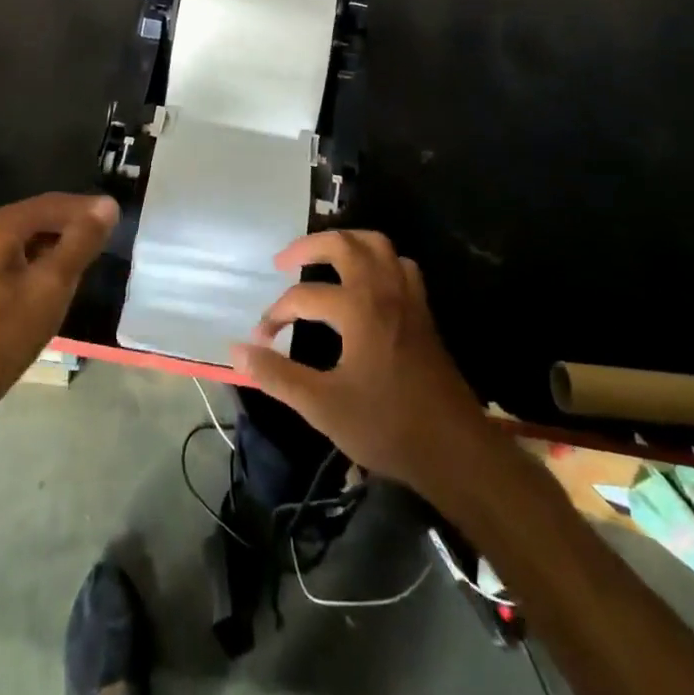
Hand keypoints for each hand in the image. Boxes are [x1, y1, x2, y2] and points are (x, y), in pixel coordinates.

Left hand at [0, 193, 117, 409]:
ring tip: (85, 262)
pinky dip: (36, 264)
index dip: (87, 209)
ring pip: (24, 241)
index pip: (53, 203)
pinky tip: (51, 284)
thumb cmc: (2, 334)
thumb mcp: (52, 286)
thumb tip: (107, 205)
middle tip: (104, 242)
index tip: (117, 219)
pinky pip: (11, 260)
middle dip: (72, 227)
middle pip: (37, 219)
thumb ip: (81, 241)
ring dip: (55, 246)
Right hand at [232, 230, 487, 494]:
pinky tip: (366, 282)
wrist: (455, 450)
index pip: (303, 296)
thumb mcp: (322, 406)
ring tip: (323, 258)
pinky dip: (379, 262)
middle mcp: (383, 291)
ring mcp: (408, 298)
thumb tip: (237, 349)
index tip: (260, 340)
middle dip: (308, 247)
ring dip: (347, 244)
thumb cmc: (387, 426)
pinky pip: (400, 266)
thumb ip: (277, 375)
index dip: (275, 315)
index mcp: (358, 308)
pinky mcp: (423, 312)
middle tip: (283, 262)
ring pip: (377, 246)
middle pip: (343, 244)